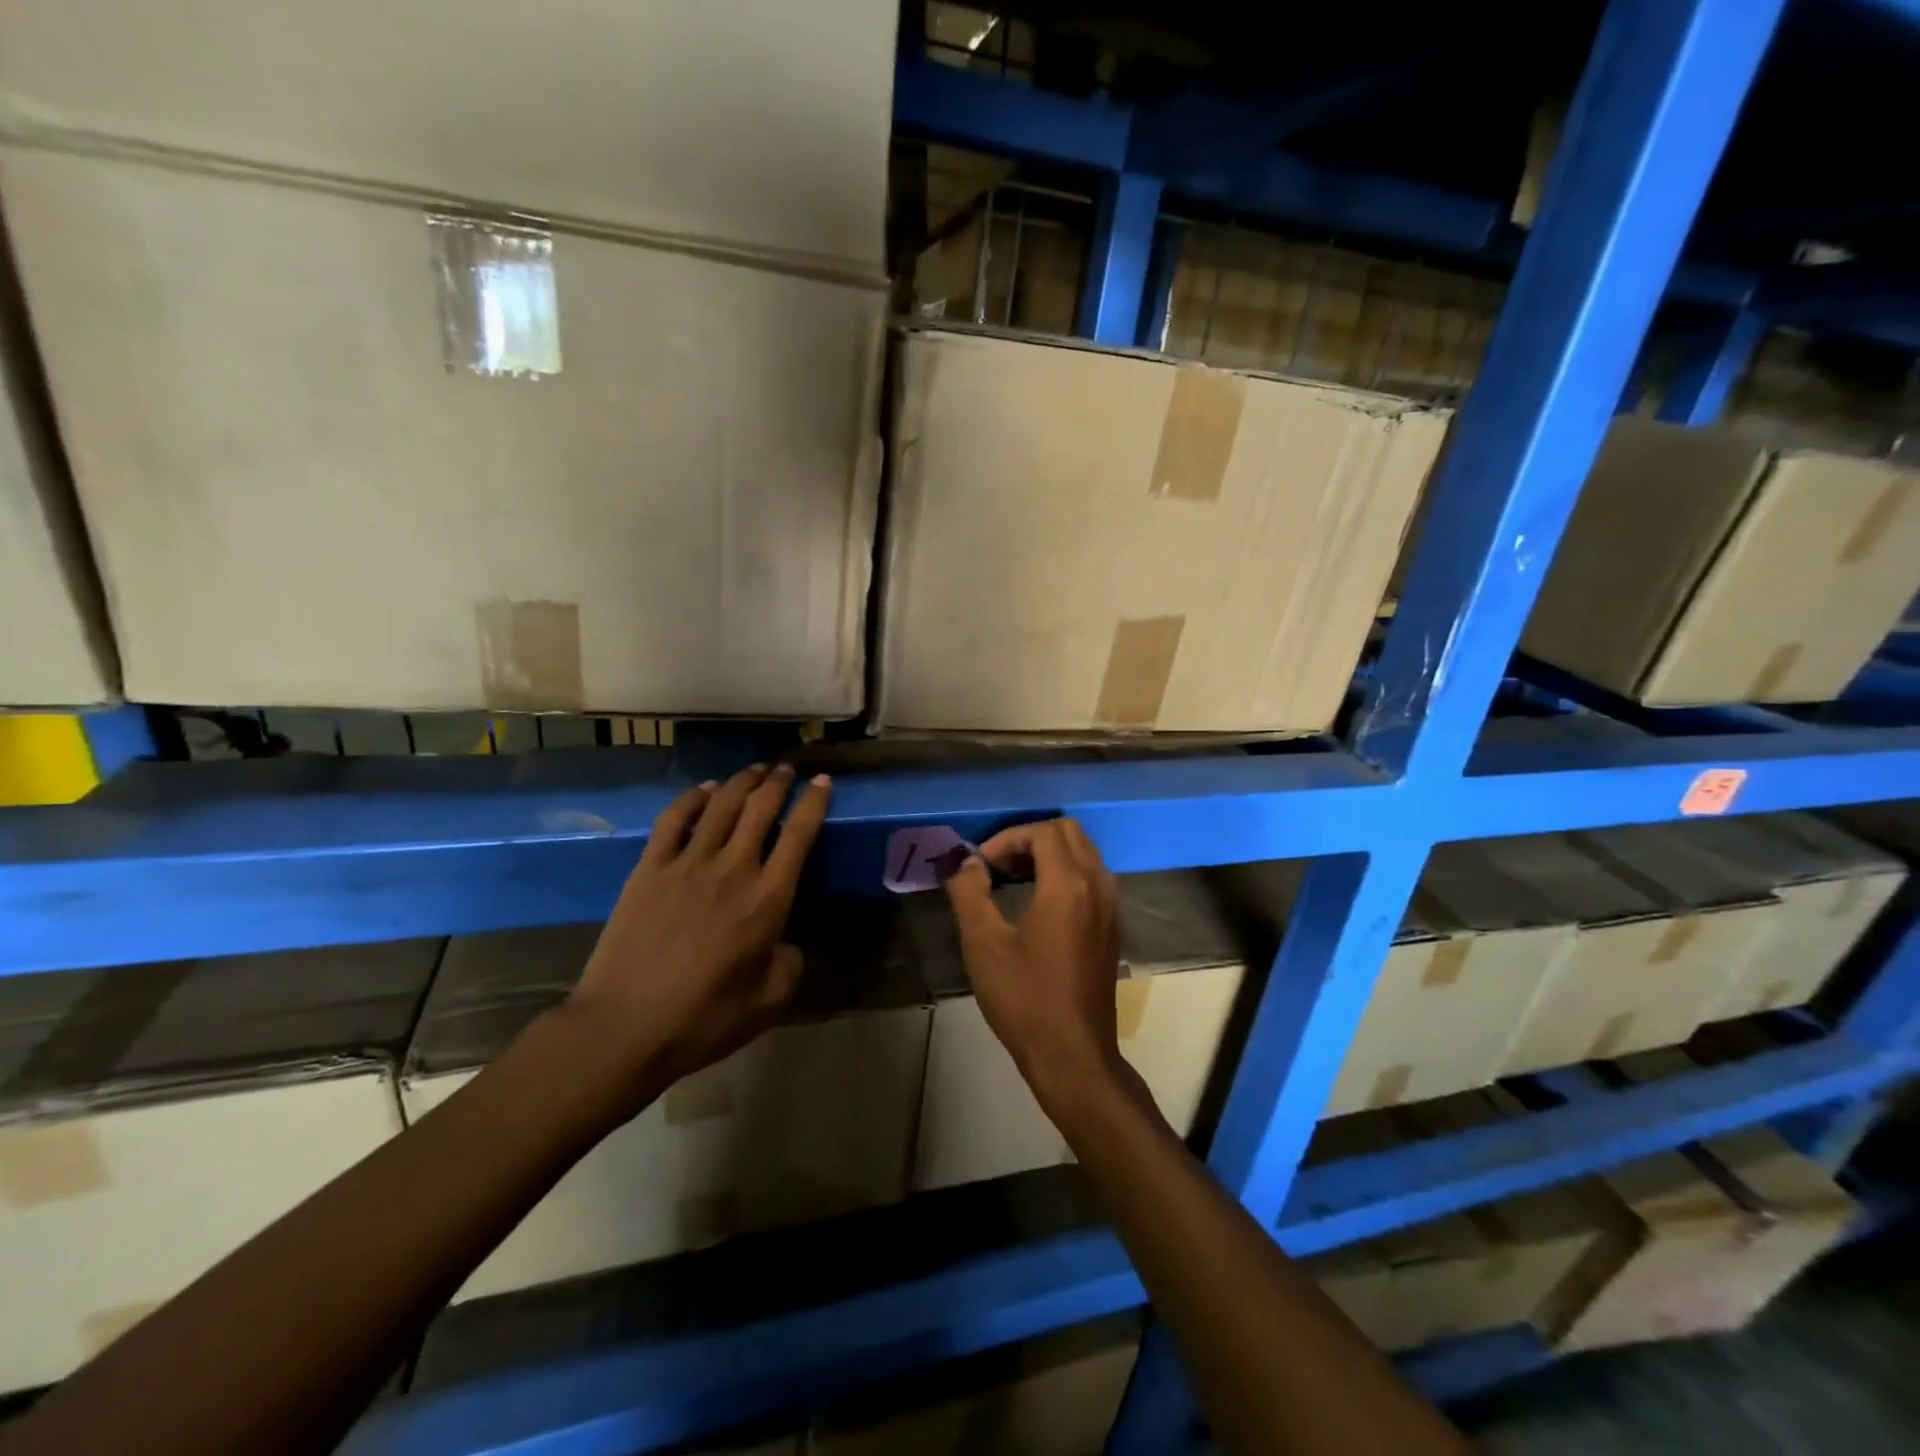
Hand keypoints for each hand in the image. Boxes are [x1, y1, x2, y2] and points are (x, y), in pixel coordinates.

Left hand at [557, 764, 831, 1112]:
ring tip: (755, 770)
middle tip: (787, 769)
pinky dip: (692, 798)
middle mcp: (732, 869)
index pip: (800, 834)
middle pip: (761, 807)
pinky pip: (673, 820)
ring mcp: (687, 864)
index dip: (815, 802)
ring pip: (720, 804)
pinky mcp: (649, 869)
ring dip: (742, 781)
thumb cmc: (703, 1019)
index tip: (823, 782)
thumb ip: (790, 964)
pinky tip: (703, 790)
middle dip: (779, 782)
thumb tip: (785, 941)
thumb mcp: (769, 1002)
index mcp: (768, 900)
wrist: (624, 1028)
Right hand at [943, 818, 1139, 1121]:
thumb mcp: (984, 944)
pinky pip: (1092, 877)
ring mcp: (1110, 906)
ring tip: (1012, 879)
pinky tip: (1037, 903)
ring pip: (1083, 853)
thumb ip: (969, 892)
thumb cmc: (1025, 999)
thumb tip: (963, 862)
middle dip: (1029, 839)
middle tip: (997, 865)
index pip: (1042, 832)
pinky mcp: (1111, 926)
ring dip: (1048, 854)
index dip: (1006, 839)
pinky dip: (1065, 873)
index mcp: (1068, 885)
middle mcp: (1097, 886)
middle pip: (1069, 833)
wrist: (1073, 1055)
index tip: (980, 866)